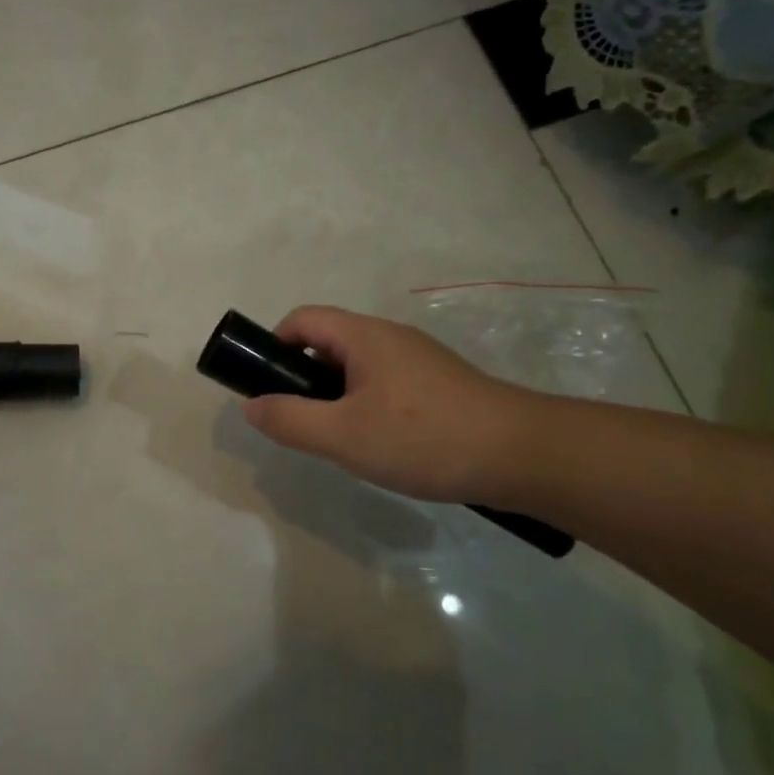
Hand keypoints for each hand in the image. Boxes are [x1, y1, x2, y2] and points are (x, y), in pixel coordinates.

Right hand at [241, 305, 539, 503]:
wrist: (522, 455)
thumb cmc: (423, 438)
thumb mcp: (343, 435)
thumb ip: (289, 420)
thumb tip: (251, 405)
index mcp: (363, 335)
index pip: (302, 319)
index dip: (274, 346)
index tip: (268, 387)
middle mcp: (389, 337)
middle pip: (328, 343)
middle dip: (303, 379)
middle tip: (303, 424)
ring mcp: (418, 360)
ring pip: (357, 369)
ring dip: (335, 397)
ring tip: (340, 441)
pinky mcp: (439, 385)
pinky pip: (384, 385)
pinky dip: (366, 407)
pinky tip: (379, 446)